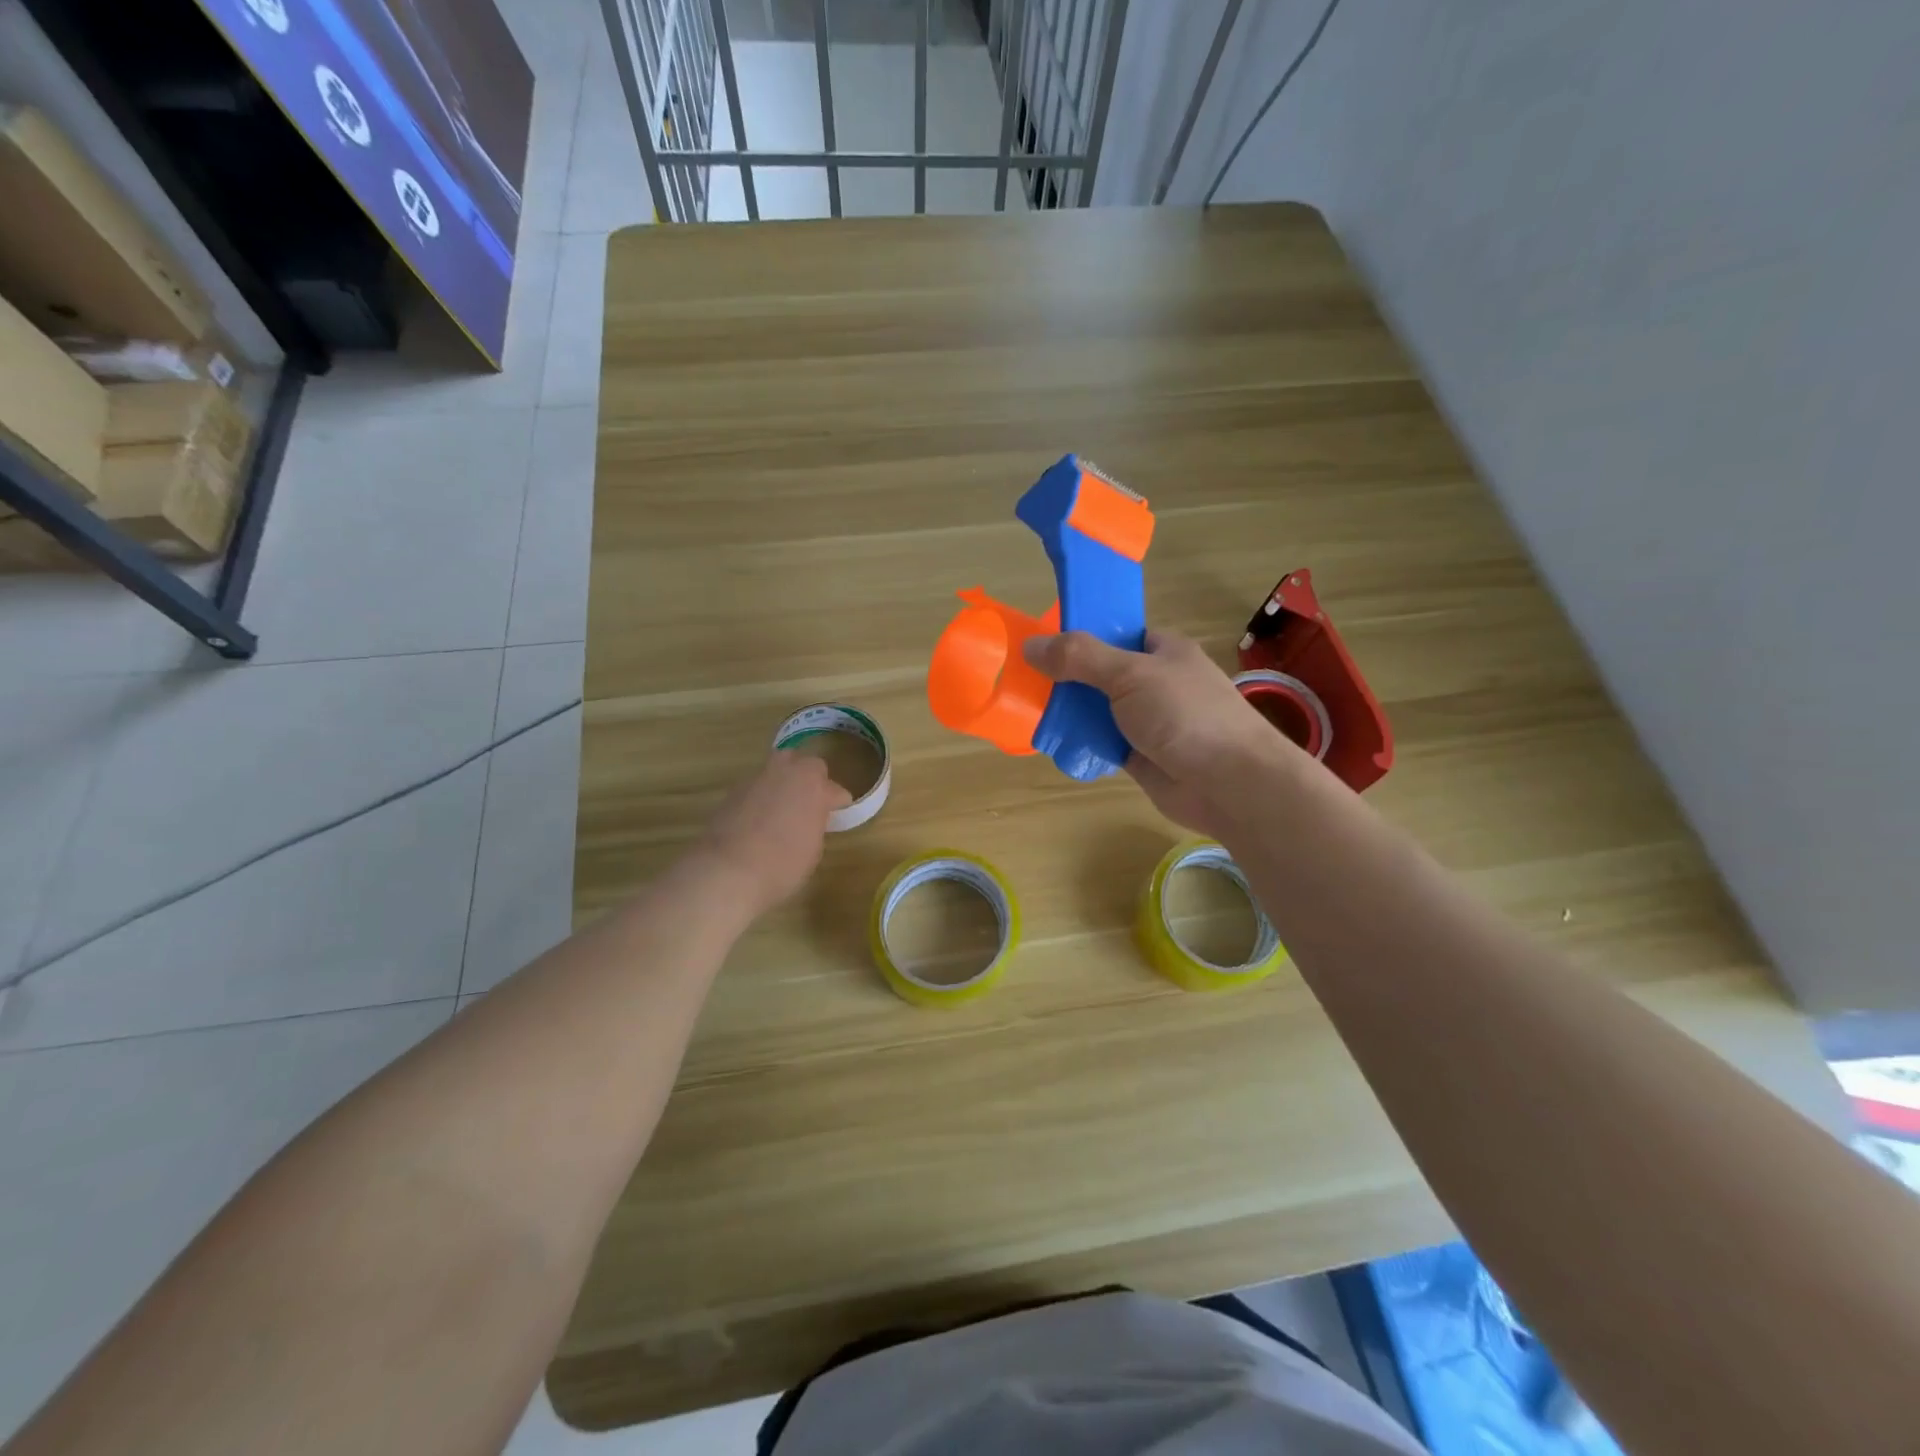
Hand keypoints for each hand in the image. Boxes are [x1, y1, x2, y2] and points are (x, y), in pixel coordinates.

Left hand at [693, 752, 851, 915]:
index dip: (838, 804)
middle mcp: (785, 772)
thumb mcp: (814, 848)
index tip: (836, 817)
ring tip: (783, 811)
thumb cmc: (782, 864)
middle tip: (810, 804)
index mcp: (813, 784)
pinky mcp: (732, 792)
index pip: (835, 789)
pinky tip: (759, 821)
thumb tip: (810, 818)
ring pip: (776, 771)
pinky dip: (761, 799)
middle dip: (810, 779)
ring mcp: (756, 779)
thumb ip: (816, 823)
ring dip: (783, 785)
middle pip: (804, 764)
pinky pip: (756, 788)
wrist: (727, 870)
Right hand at [1022, 628, 1298, 838]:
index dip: (1081, 636)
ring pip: (1100, 710)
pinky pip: (1103, 742)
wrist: (1229, 783)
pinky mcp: (1141, 755)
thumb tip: (1030, 644)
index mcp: (1163, 650)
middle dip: (1068, 678)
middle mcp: (1156, 682)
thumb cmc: (1185, 714)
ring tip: (1033, 712)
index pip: (1116, 633)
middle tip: (1027, 682)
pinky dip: (1083, 743)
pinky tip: (1056, 743)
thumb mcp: (1129, 674)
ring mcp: (1149, 721)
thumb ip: (1080, 658)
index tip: (1043, 643)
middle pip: (1102, 673)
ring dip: (1072, 714)